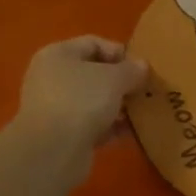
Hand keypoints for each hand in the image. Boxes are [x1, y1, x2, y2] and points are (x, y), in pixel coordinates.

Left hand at [12, 36, 149, 181]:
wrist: (52, 151)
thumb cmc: (81, 100)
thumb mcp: (114, 78)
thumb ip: (131, 69)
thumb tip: (141, 66)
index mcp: (57, 54)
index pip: (93, 43)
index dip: (119, 52)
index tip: (141, 67)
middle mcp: (51, 77)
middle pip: (92, 73)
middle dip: (120, 81)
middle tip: (144, 90)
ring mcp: (54, 108)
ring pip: (92, 101)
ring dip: (117, 106)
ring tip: (141, 111)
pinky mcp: (60, 135)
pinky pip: (90, 125)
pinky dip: (109, 127)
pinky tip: (131, 132)